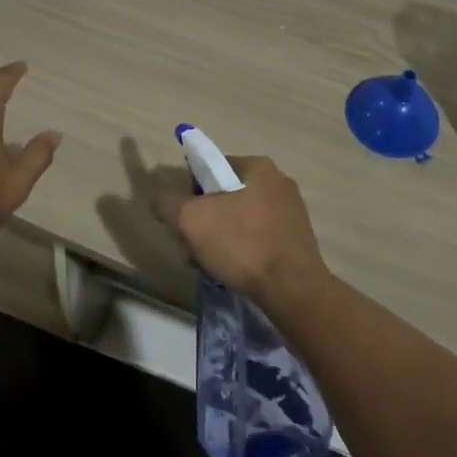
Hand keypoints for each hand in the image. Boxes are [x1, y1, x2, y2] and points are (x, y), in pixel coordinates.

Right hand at [152, 155, 329, 305]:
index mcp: (258, 166)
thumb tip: (159, 198)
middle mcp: (278, 182)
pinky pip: (258, 238)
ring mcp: (291, 212)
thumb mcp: (191, 219)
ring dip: (219, 238)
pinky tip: (233, 272)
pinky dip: (242, 251)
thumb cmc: (242, 243)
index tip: (184, 220)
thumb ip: (168, 203)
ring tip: (209, 265)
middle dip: (204, 221)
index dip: (191, 192)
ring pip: (240, 219)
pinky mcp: (296, 240)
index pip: (212, 167)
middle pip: (225, 195)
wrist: (292, 290)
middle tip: (192, 248)